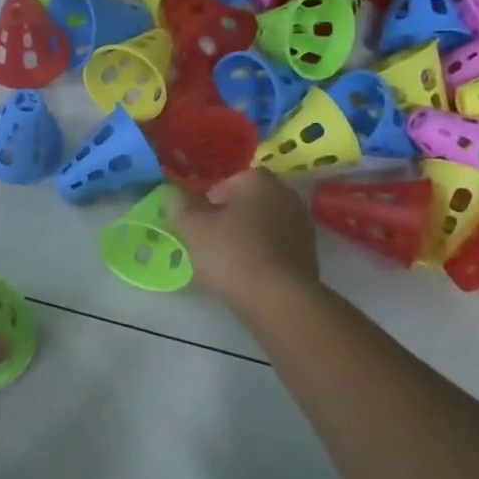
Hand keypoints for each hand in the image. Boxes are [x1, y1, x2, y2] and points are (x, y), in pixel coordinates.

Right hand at [168, 170, 321, 311]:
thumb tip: (169, 192)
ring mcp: (303, 227)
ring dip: (247, 235)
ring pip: (265, 225)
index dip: (213, 196)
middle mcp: (288, 197)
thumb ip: (180, 206)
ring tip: (226, 259)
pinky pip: (277, 247)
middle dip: (231, 216)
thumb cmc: (232, 253)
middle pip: (251, 201)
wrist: (278, 300)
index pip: (234, 178)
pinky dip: (262, 254)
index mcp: (261, 182)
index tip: (200, 218)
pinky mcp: (309, 256)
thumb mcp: (193, 228)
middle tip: (209, 237)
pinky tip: (247, 274)